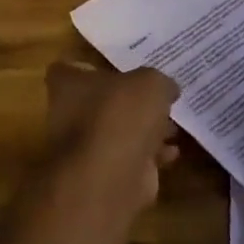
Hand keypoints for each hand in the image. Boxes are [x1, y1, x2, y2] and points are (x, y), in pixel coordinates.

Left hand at [45, 61, 180, 211]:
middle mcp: (69, 115)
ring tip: (173, 126)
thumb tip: (167, 89)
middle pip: (100, 102)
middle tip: (157, 97)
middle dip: (129, 102)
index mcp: (69, 85)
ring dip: (144, 131)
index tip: (118, 67)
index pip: (69, 69)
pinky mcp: (104, 175)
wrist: (112, 176)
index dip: (91, 67)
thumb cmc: (121, 115)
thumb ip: (159, 82)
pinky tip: (172, 153)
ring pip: (117, 132)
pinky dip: (150, 156)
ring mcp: (85, 148)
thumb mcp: (151, 83)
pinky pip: (130, 158)